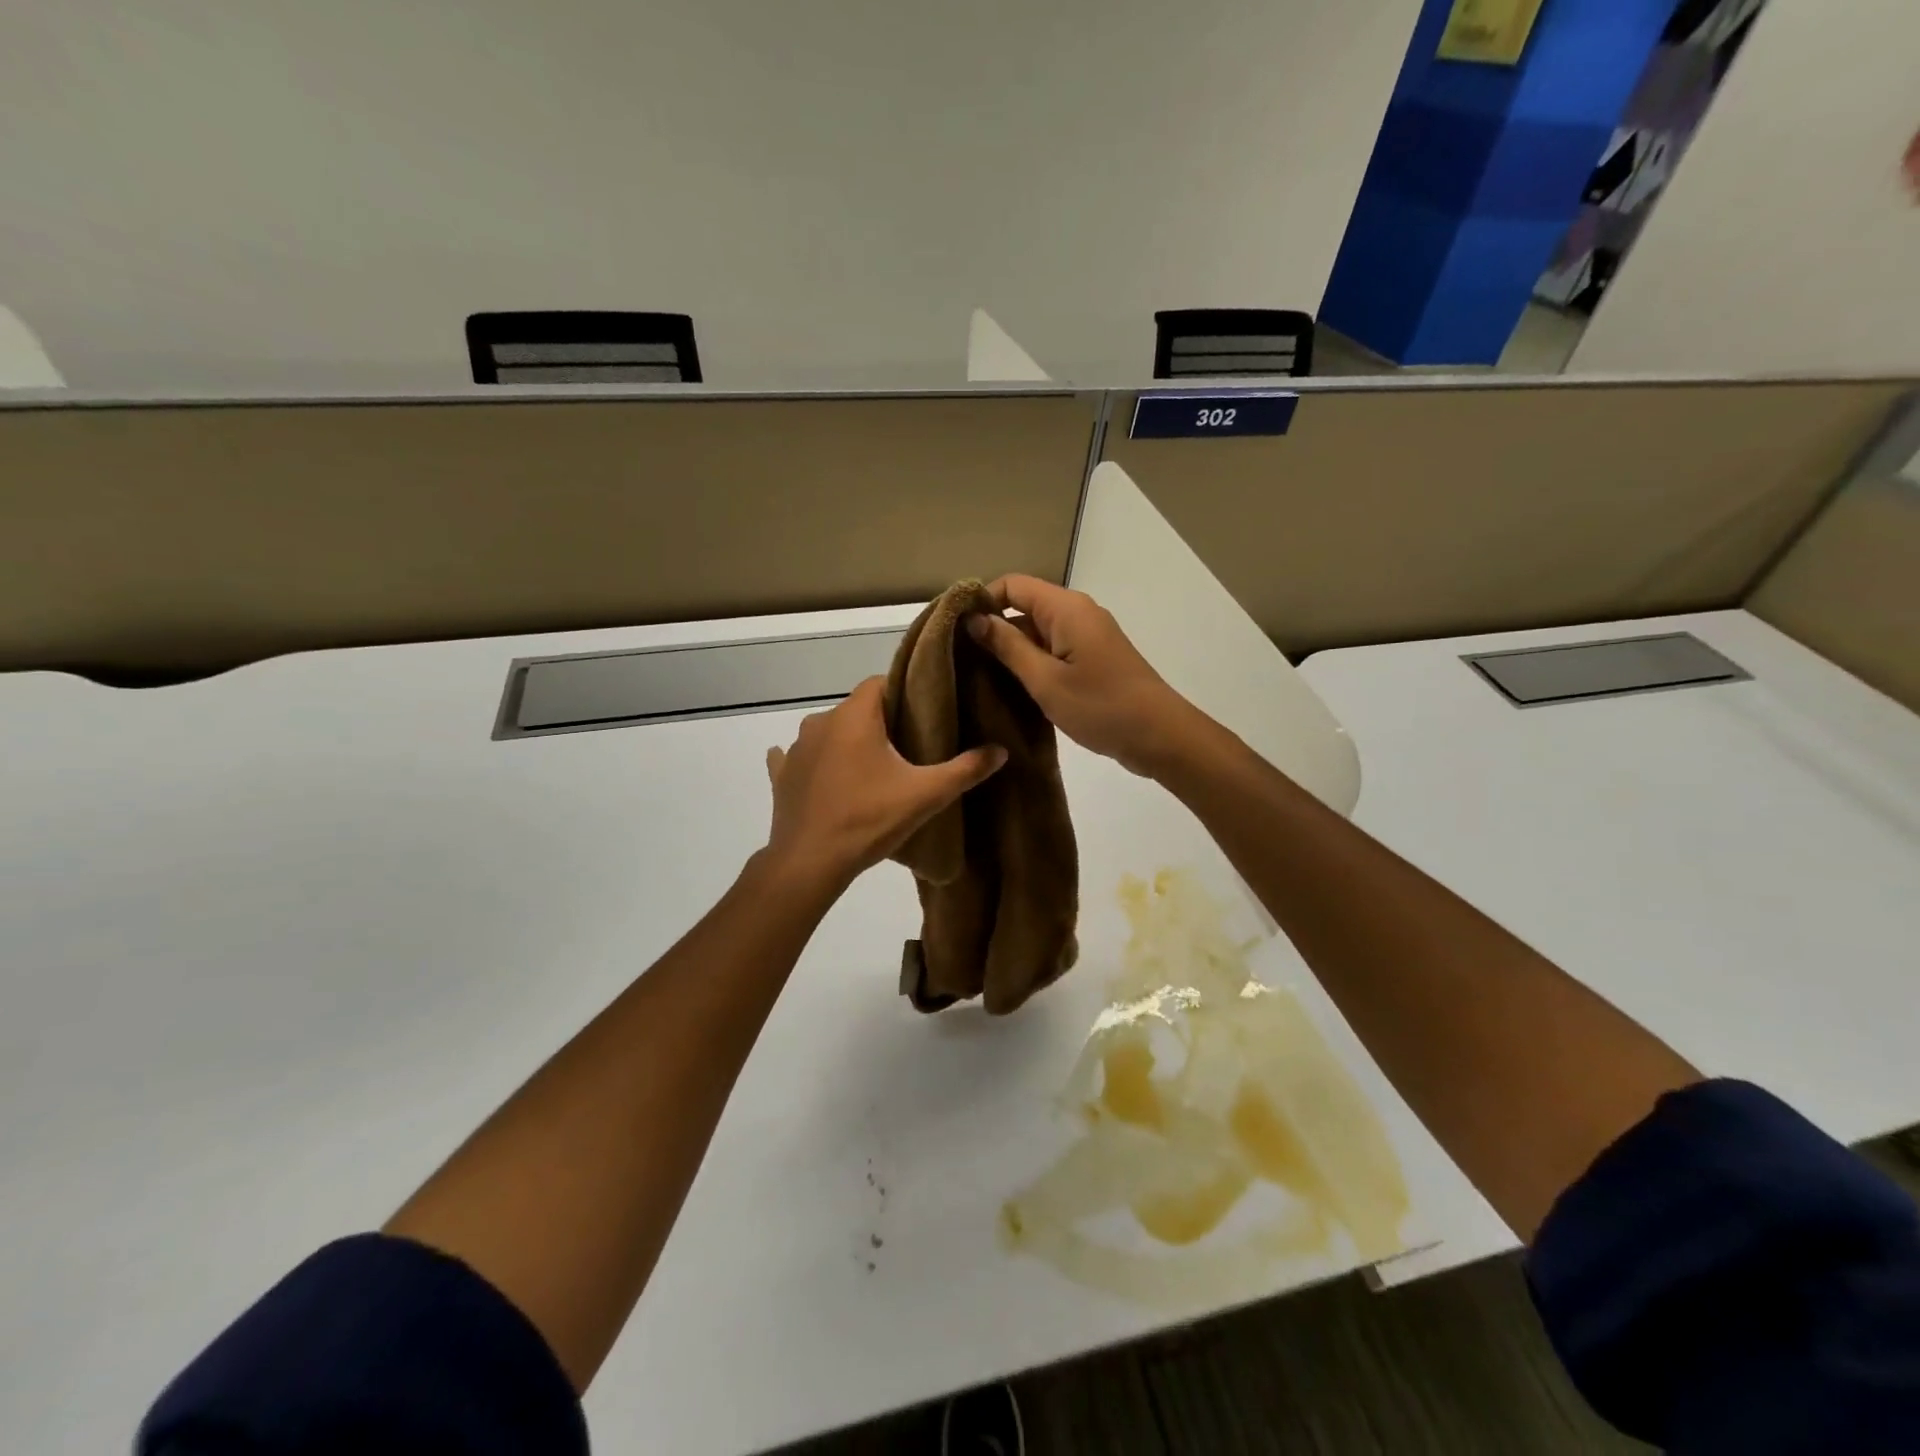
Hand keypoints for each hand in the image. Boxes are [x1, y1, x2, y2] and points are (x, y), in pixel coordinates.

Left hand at [763, 677, 1006, 890]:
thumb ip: (965, 770)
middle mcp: (820, 722)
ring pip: (829, 732)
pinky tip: (823, 776)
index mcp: (854, 717)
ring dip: (847, 743)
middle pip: (856, 709)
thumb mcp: (925, 795)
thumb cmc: (868, 820)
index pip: (879, 683)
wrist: (809, 863)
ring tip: (872, 768)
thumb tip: (1001, 751)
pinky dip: (813, 762)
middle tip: (906, 747)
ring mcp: (796, 749)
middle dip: (879, 722)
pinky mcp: (782, 775)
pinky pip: (797, 758)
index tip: (922, 714)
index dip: (902, 693)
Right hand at [966, 575, 1206, 777]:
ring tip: (980, 678)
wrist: (1160, 736)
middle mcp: (1077, 613)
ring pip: (1038, 631)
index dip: (982, 601)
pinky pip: (1054, 650)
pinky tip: (1012, 689)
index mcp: (1066, 608)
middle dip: (994, 629)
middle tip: (962, 660)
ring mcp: (1088, 636)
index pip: (1012, 585)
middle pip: (1024, 606)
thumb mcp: (1045, 680)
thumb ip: (1008, 646)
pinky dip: (1033, 663)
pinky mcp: (1094, 659)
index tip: (956, 631)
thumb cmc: (1100, 707)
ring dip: (1012, 650)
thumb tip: (975, 619)